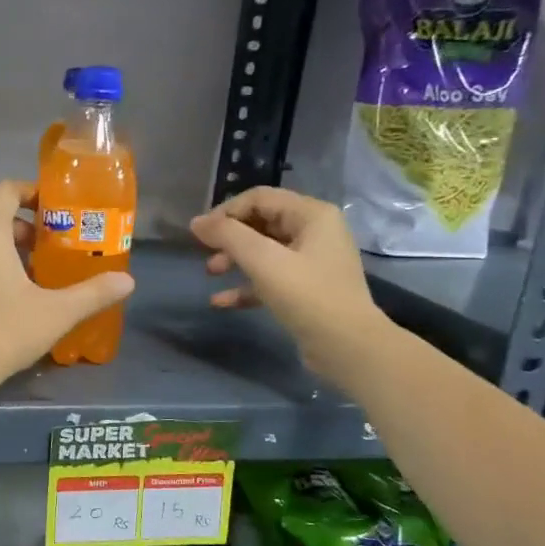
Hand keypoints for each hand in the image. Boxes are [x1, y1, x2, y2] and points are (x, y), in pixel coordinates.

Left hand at [0, 180, 134, 385]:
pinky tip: (7, 296)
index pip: (6, 190)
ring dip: (5, 250)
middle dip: (23, 229)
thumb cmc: (5, 329)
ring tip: (34, 275)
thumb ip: (92, 293)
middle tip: (51, 249)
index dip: (30, 192)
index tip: (53, 208)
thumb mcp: (56, 312)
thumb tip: (128, 281)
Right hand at [190, 187, 389, 383]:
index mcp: (312, 214)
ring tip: (211, 273)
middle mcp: (315, 231)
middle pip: (261, 222)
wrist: (348, 347)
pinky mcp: (306, 288)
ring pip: (264, 250)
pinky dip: (246, 285)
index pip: (259, 198)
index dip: (226, 211)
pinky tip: (221, 301)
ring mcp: (312, 261)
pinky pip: (270, 277)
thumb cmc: (307, 295)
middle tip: (205, 253)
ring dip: (234, 259)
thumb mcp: (263, 261)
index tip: (200, 233)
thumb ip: (228, 236)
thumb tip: (196, 222)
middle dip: (230, 237)